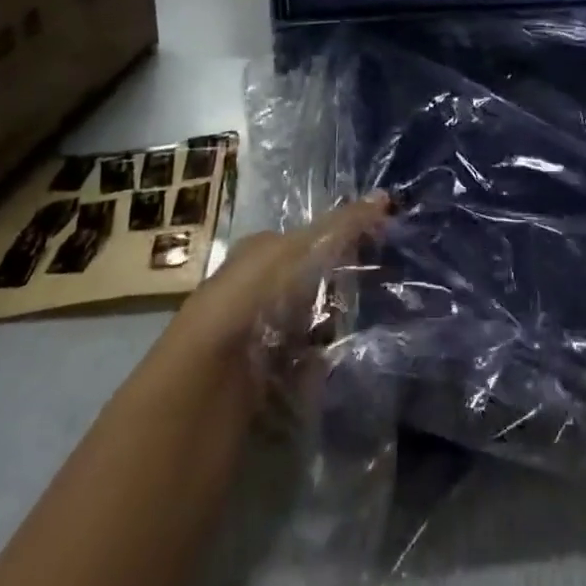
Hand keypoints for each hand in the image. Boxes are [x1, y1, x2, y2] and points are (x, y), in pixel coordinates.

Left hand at [171, 193, 392, 363]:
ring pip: (316, 324)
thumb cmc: (250, 301)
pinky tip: (352, 364)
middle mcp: (260, 291)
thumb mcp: (300, 252)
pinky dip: (329, 366)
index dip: (346, 238)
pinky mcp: (267, 380)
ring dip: (341, 328)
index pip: (313, 238)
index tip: (383, 244)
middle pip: (316, 282)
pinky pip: (310, 366)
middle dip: (347, 287)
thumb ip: (342, 226)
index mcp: (261, 252)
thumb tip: (385, 197)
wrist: (200, 388)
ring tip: (379, 327)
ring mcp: (263, 336)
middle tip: (385, 288)